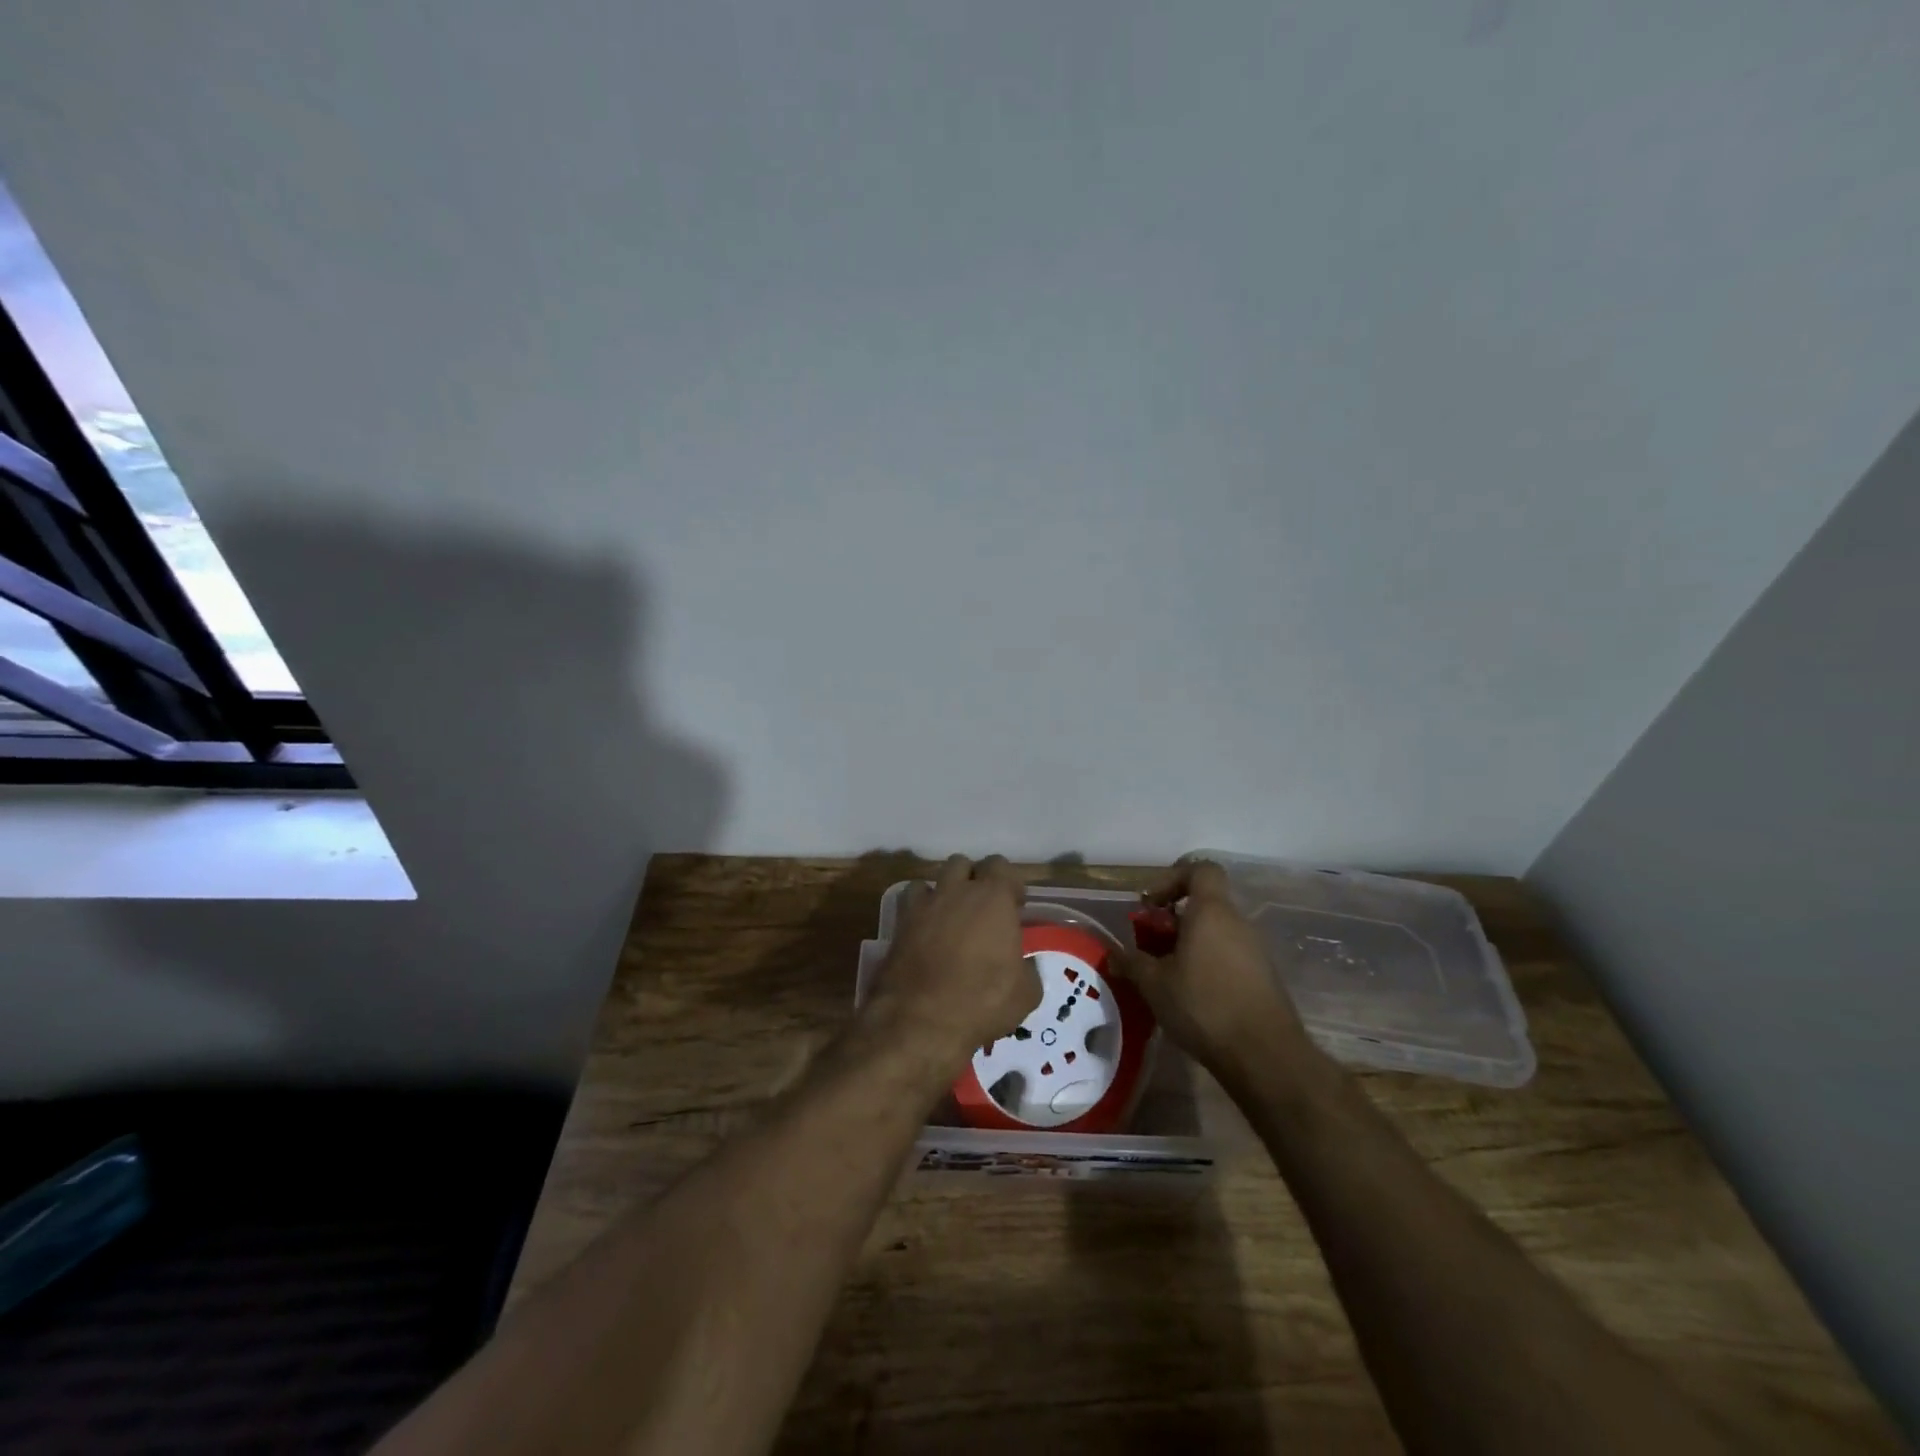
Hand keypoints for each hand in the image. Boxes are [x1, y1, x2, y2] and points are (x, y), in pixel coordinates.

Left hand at [862, 855, 1042, 1078]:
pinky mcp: (899, 923)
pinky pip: (910, 901)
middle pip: (964, 864)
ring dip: (945, 890)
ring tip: (951, 916)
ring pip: (934, 877)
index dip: (1009, 884)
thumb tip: (1022, 965)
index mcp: (993, 898)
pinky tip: (925, 930)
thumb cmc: (982, 1002)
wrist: (921, 1020)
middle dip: (974, 879)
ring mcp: (925, 904)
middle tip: (982, 909)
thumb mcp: (1026, 993)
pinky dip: (919, 908)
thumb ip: (1027, 968)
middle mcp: (957, 891)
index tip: (1015, 906)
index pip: (1001, 866)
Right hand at [1118, 860, 1315, 1084]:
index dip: (1173, 878)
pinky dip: (1208, 964)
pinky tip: (1192, 996)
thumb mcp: (1154, 984)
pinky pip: (1229, 955)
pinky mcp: (1264, 976)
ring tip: (1166, 975)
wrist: (1265, 1056)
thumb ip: (1131, 963)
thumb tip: (1113, 955)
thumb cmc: (1204, 1006)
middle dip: (1173, 920)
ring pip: (1216, 932)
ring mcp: (1255, 950)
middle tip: (1150, 947)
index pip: (1200, 870)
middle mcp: (1238, 922)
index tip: (1151, 905)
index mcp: (1212, 912)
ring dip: (1189, 944)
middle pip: (1204, 904)